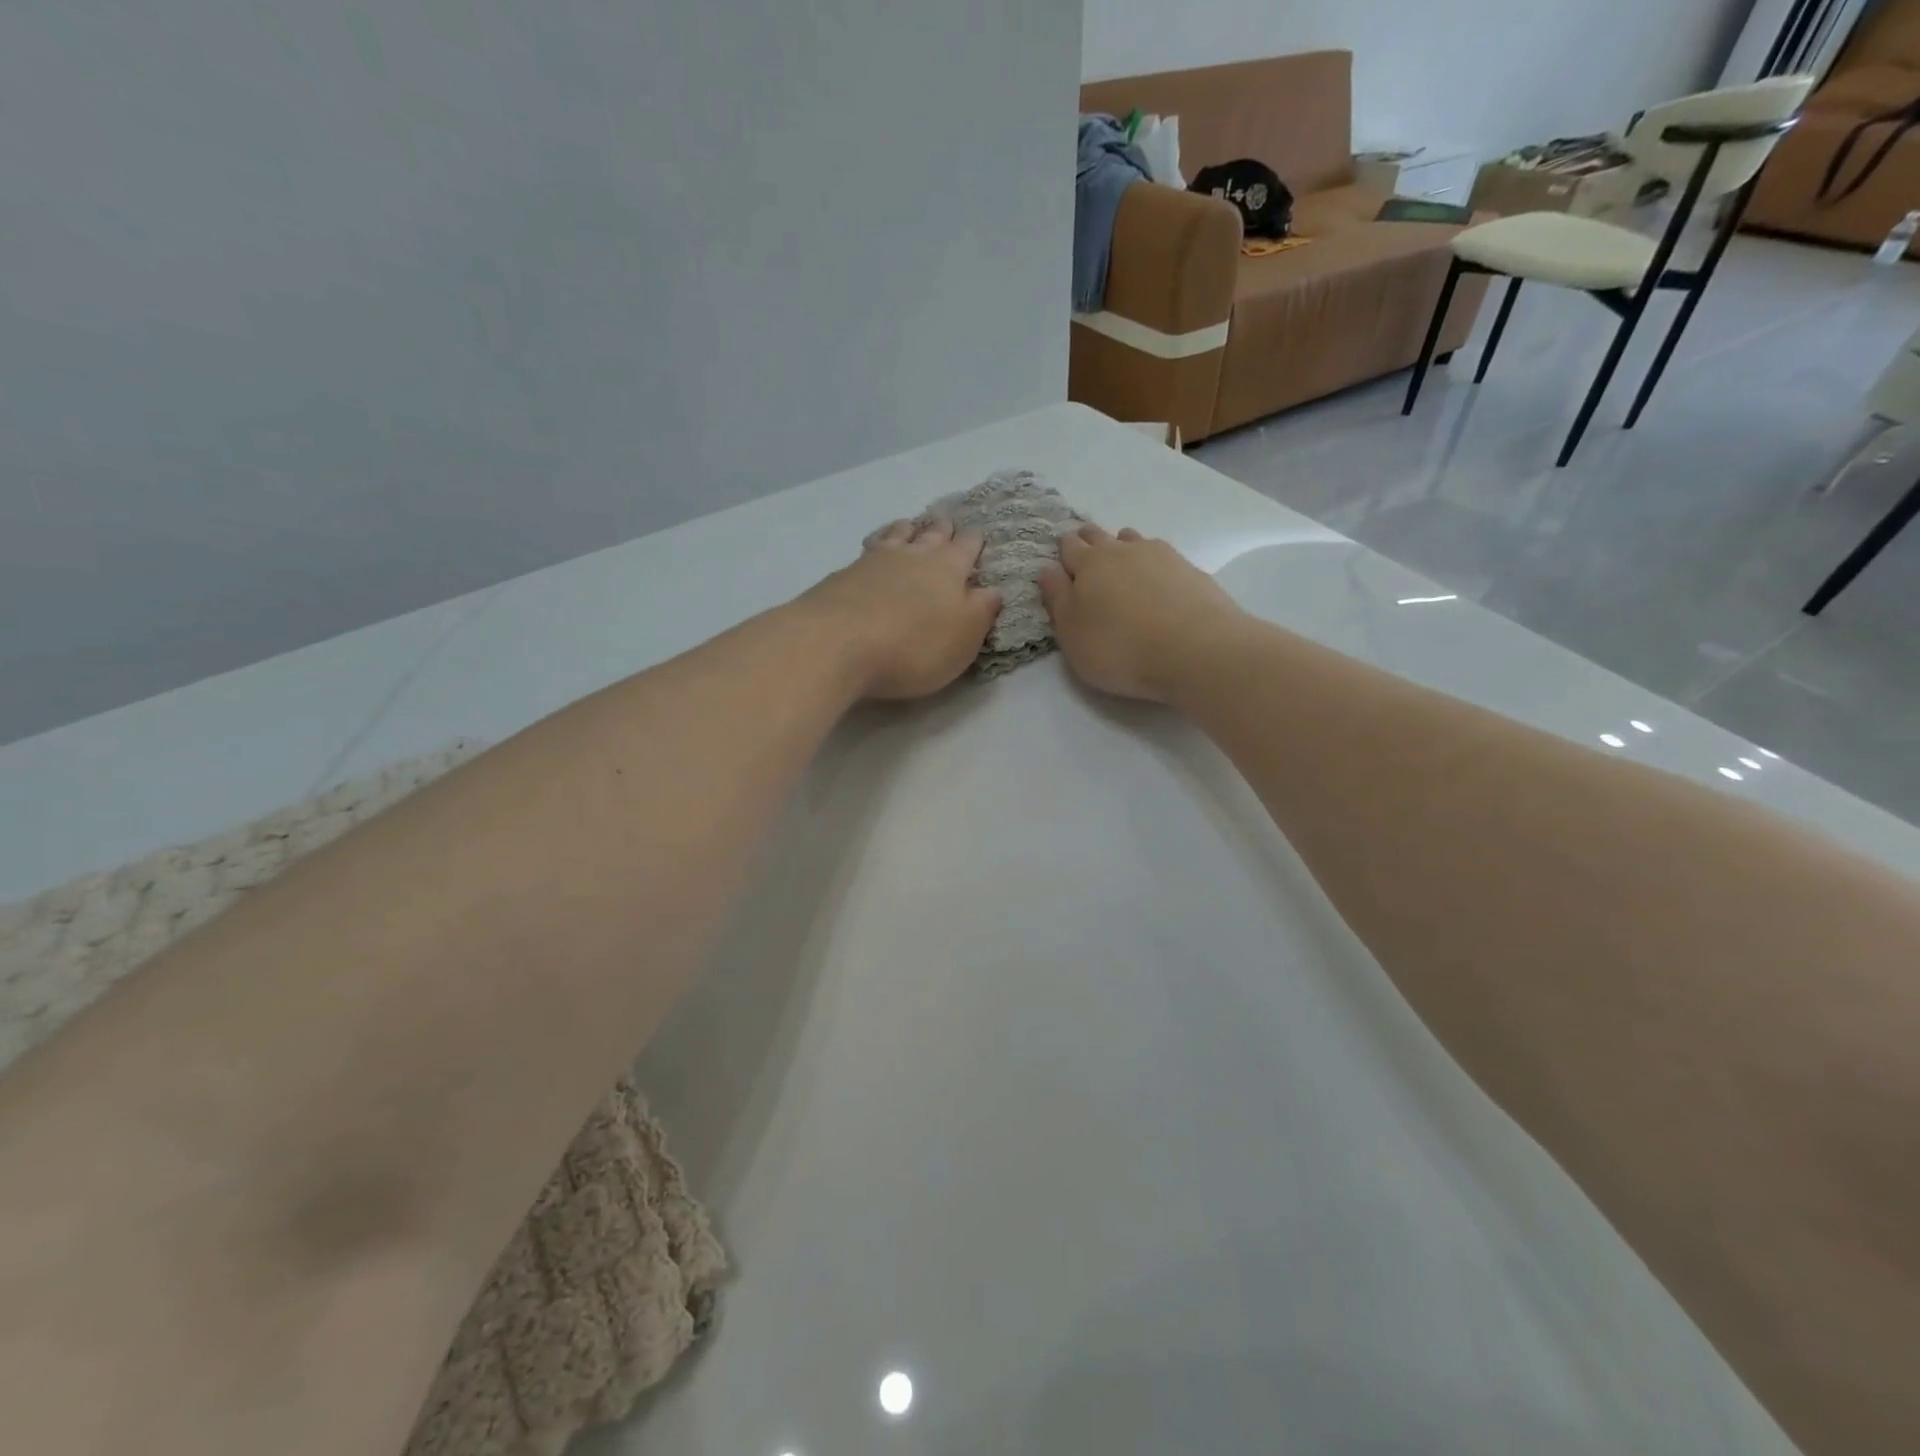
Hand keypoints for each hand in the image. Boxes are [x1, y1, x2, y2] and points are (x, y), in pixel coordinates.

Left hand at [803, 517, 1001, 699]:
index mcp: (950, 569)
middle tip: (947, 526)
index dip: (975, 542)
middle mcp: (915, 555)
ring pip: (898, 533)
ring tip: (911, 528)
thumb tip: (993, 591)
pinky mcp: (845, 574)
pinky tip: (873, 553)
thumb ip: (981, 612)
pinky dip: (878, 545)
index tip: (979, 539)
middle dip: (944, 529)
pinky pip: (869, 549)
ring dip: (909, 529)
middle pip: (933, 532)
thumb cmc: (913, 646)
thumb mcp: (963, 639)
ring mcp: (876, 560)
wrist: (838, 643)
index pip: (968, 545)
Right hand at [1037, 525, 1245, 702]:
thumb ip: (1057, 599)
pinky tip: (1157, 584)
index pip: (1069, 546)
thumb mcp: (1072, 634)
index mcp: (1089, 563)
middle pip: (1100, 536)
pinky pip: (1162, 558)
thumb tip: (1047, 569)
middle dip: (1089, 542)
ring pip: (1133, 540)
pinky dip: (1153, 565)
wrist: (1196, 650)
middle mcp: (1123, 550)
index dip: (1063, 551)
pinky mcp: (1190, 570)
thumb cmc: (1120, 647)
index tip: (1061, 560)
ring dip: (1123, 549)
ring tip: (1123, 569)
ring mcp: (1161, 556)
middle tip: (1087, 558)